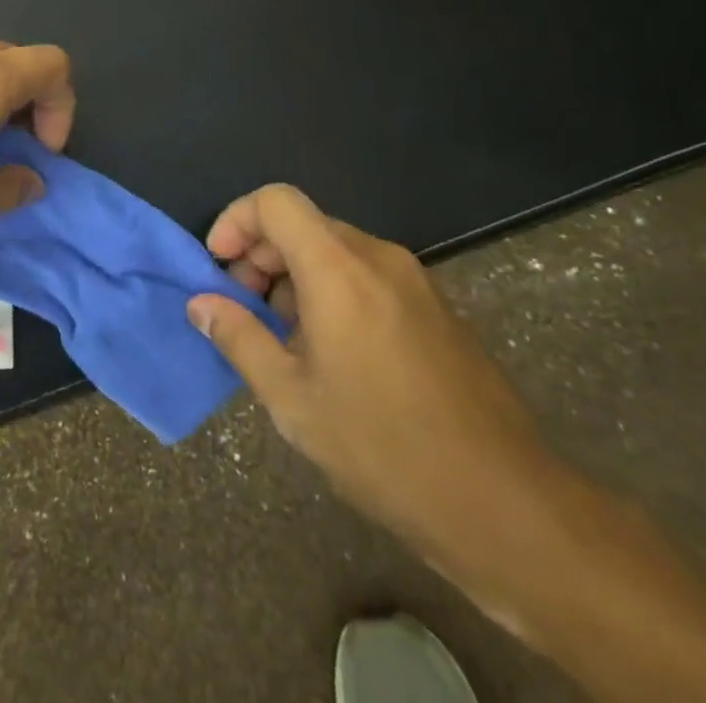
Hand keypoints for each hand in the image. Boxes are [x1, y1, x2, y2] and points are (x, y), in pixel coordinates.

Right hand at [187, 185, 555, 574]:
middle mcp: (378, 257)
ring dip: (296, 275)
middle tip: (243, 307)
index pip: (276, 201)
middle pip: (305, 224)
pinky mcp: (436, 307)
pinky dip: (332, 290)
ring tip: (282, 336)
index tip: (219, 266)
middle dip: (262, 254)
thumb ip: (239, 337)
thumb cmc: (383, 447)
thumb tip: (201, 303)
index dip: (237, 220)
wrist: (505, 503)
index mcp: (339, 268)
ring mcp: (414, 280)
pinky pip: (368, 275)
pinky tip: (330, 352)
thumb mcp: (292, 399)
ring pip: (336, 249)